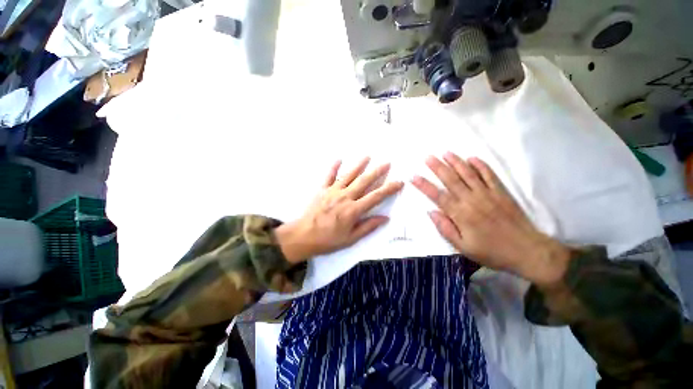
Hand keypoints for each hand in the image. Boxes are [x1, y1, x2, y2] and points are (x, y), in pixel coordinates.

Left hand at [276, 158, 403, 263]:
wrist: (303, 236)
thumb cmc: (328, 240)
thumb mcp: (350, 238)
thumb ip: (368, 227)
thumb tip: (385, 218)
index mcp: (353, 210)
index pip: (376, 197)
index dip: (389, 189)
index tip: (399, 182)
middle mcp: (345, 197)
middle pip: (364, 181)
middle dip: (377, 172)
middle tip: (387, 163)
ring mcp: (333, 191)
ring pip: (349, 175)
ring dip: (359, 165)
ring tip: (368, 156)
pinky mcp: (322, 189)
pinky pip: (328, 176)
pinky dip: (334, 167)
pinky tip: (339, 159)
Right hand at [412, 152, 569, 286]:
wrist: (528, 252)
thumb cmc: (492, 252)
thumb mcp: (463, 247)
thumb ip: (445, 228)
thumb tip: (431, 212)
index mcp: (461, 214)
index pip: (437, 196)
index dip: (424, 185)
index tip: (414, 177)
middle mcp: (472, 200)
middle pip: (451, 180)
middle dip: (437, 167)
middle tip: (427, 157)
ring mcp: (488, 194)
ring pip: (468, 173)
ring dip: (456, 162)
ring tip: (445, 153)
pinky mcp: (501, 192)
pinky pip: (489, 175)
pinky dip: (481, 165)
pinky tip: (472, 158)